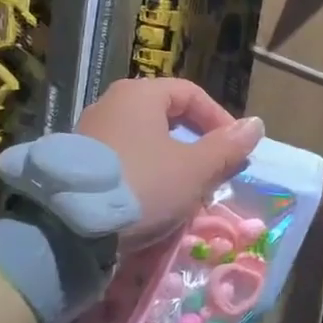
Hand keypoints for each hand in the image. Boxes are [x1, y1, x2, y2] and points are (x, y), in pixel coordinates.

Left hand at [76, 78, 263, 245]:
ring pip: (145, 141)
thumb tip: (256, 125)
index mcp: (140, 94)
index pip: (191, 94)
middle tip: (212, 173)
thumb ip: (227, 147)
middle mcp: (111, 104)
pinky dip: (144, 175)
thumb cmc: (142, 185)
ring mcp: (88, 133)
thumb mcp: (195, 169)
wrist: (67, 228)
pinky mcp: (75, 163)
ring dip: (171, 163)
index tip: (234, 150)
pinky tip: (150, 202)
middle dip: (196, 145)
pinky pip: (123, 160)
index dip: (219, 120)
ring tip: (185, 193)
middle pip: (167, 117)